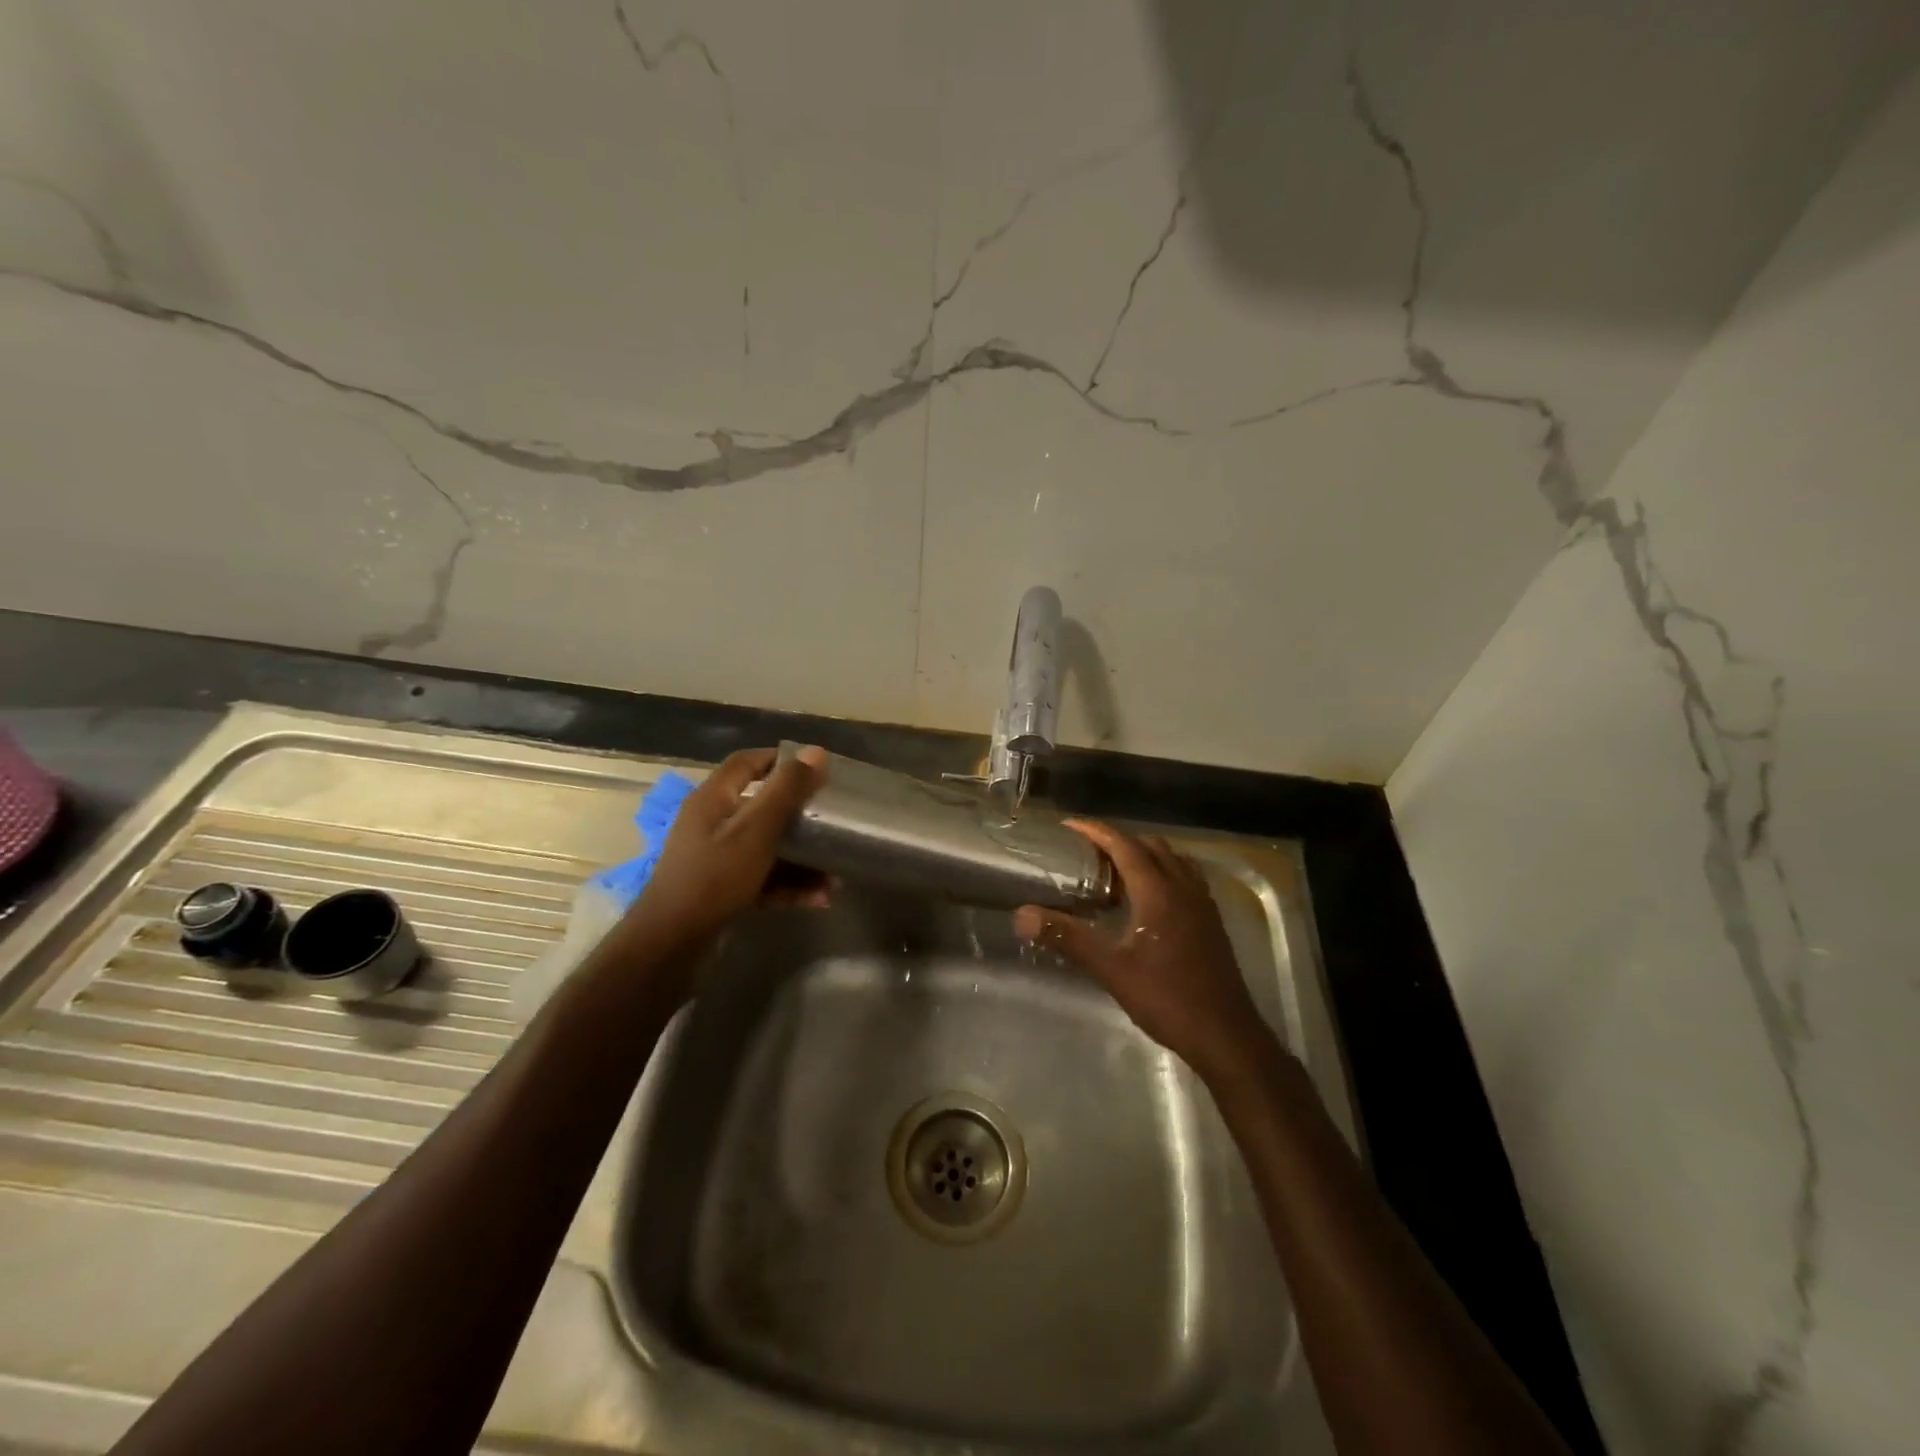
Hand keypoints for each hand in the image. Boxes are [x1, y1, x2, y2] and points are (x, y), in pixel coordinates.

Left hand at [625, 746, 827, 963]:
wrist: (671, 945)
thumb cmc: (714, 878)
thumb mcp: (756, 831)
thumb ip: (786, 791)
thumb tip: (816, 751)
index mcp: (713, 800)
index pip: (745, 763)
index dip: (778, 759)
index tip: (814, 769)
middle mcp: (712, 825)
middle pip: (761, 808)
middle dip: (799, 816)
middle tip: (830, 820)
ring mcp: (715, 860)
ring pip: (766, 848)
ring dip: (801, 860)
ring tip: (834, 875)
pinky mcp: (722, 891)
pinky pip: (762, 879)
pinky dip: (788, 886)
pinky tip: (819, 899)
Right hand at [1013, 819, 1275, 1084]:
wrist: (1225, 1035)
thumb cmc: (1166, 998)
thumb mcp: (1111, 968)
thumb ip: (1067, 937)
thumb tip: (1022, 915)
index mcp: (1159, 891)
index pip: (1125, 846)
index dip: (1096, 831)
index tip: (1069, 825)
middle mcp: (1183, 887)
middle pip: (1151, 846)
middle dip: (1118, 841)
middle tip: (1087, 852)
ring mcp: (1202, 903)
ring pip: (1172, 860)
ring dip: (1143, 855)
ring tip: (1115, 871)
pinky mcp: (1211, 920)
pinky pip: (1186, 878)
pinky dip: (1163, 872)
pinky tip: (1148, 898)